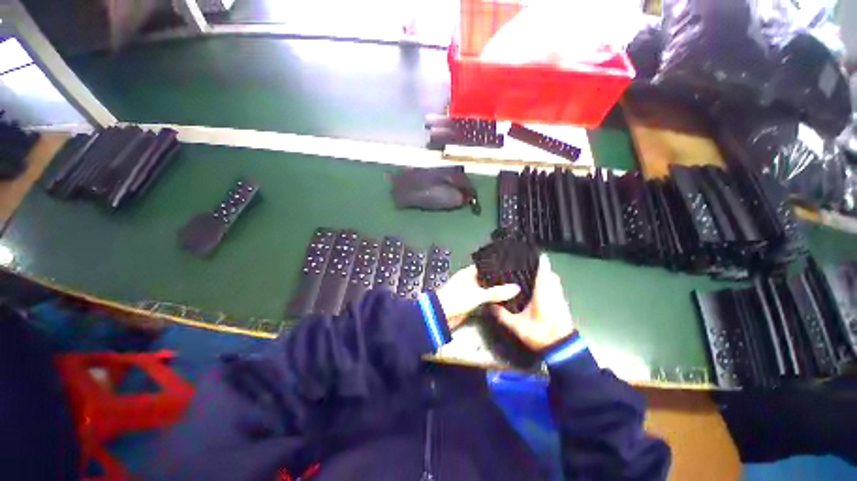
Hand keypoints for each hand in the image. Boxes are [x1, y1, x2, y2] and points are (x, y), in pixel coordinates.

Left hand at [435, 265, 519, 328]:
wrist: (440, 316)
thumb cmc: (455, 299)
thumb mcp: (478, 295)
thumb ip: (496, 292)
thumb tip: (515, 288)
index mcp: (468, 273)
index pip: (485, 267)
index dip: (497, 268)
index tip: (511, 268)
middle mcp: (469, 280)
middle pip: (487, 278)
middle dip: (498, 280)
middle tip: (515, 280)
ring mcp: (469, 291)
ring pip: (485, 289)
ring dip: (495, 291)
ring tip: (512, 290)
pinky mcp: (469, 302)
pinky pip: (483, 299)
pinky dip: (490, 300)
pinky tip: (501, 301)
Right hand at [491, 254, 574, 350]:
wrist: (561, 348)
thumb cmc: (539, 334)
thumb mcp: (517, 326)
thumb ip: (503, 315)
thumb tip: (490, 305)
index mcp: (543, 293)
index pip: (543, 271)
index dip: (538, 261)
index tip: (530, 255)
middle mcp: (553, 292)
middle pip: (550, 274)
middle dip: (540, 267)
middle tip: (525, 265)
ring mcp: (560, 298)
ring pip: (554, 281)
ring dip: (545, 275)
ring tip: (530, 274)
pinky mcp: (562, 304)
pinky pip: (556, 288)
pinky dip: (549, 284)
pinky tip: (537, 289)